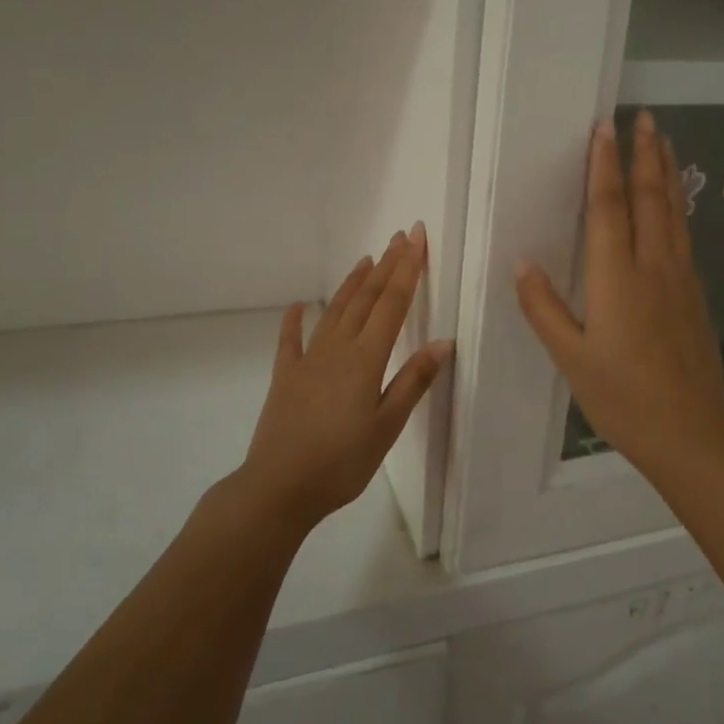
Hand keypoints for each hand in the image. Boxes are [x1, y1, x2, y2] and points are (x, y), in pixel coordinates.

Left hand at [243, 224, 452, 530]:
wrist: (280, 486)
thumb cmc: (342, 461)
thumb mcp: (388, 426)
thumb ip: (414, 380)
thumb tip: (443, 341)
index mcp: (366, 358)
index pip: (393, 303)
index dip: (407, 269)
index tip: (416, 238)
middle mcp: (338, 348)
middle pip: (366, 298)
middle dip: (386, 265)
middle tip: (400, 237)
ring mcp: (308, 359)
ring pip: (335, 310)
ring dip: (353, 283)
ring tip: (366, 259)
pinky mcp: (286, 375)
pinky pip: (291, 339)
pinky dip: (296, 319)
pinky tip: (300, 305)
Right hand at [517, 111, 723, 476]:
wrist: (688, 431)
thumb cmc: (621, 396)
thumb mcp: (570, 357)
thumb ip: (544, 307)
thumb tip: (523, 262)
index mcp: (616, 278)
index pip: (609, 208)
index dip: (605, 165)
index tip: (605, 128)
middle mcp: (653, 267)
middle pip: (651, 199)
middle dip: (645, 155)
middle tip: (644, 117)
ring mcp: (681, 279)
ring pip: (675, 213)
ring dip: (668, 173)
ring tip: (665, 142)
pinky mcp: (696, 295)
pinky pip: (685, 236)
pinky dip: (679, 207)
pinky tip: (677, 203)